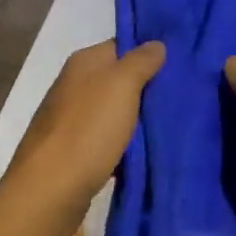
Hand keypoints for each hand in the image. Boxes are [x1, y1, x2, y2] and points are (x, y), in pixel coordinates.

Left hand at [0, 39, 165, 235]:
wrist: (49, 192)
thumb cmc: (88, 131)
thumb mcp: (121, 86)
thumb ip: (141, 61)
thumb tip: (156, 44)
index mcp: (84, 63)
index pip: (123, 46)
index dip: (151, 53)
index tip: (182, 64)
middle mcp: (76, 85)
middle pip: (121, 79)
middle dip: (149, 89)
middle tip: (186, 96)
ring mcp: (73, 119)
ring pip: (117, 112)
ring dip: (140, 120)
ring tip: (175, 125)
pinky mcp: (75, 151)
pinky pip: (109, 140)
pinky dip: (127, 145)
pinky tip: (149, 153)